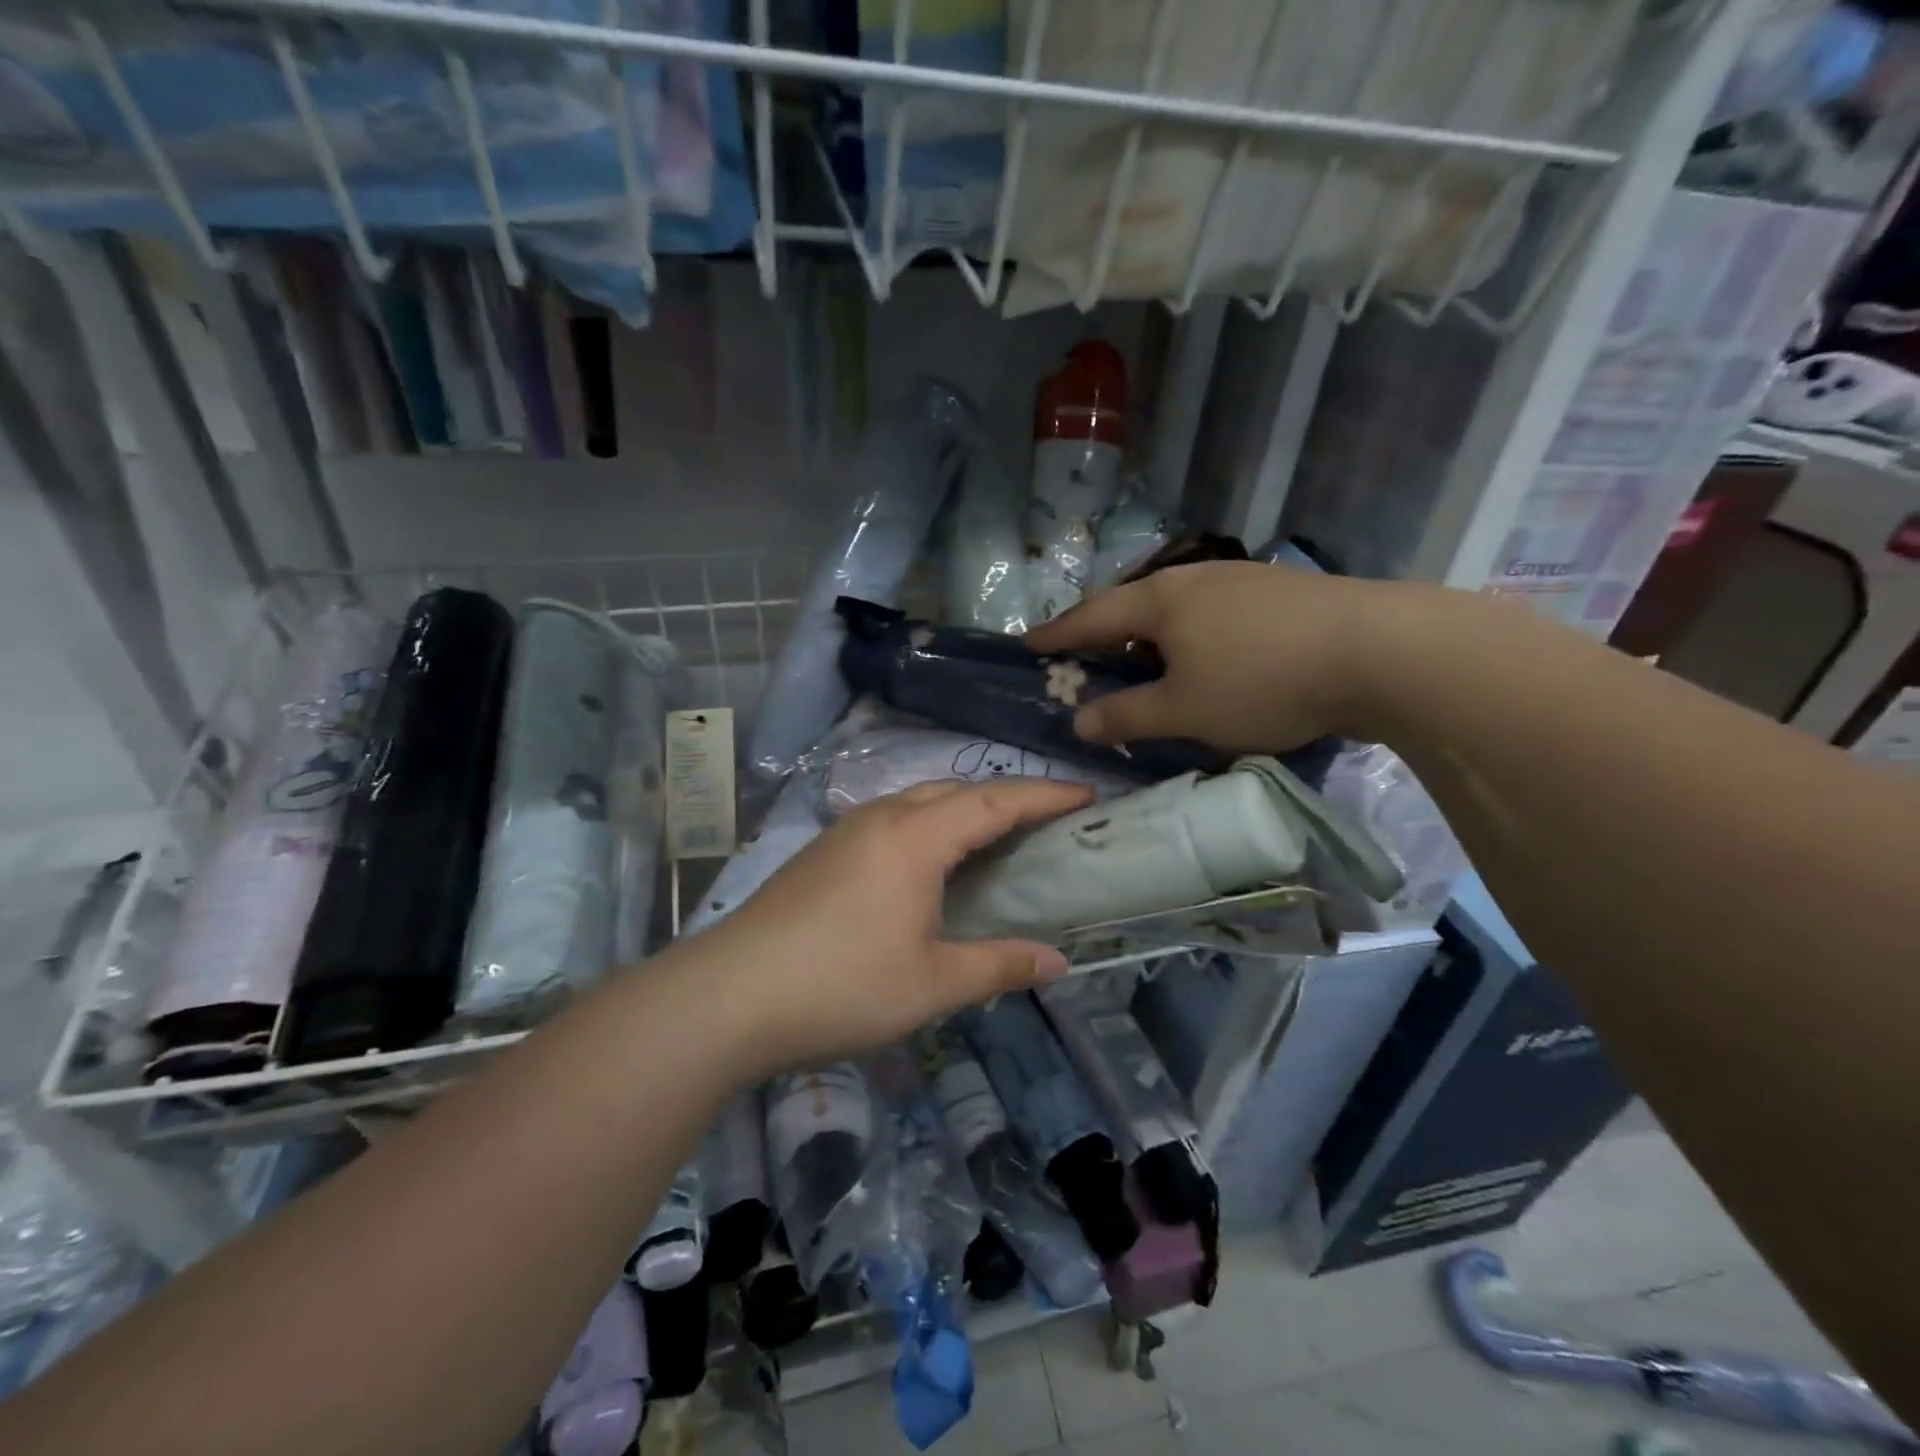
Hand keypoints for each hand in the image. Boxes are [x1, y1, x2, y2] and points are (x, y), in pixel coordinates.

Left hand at [693, 779, 1092, 1075]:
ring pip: (917, 801)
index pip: (995, 801)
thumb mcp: (933, 983)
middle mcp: (882, 818)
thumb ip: (999, 964)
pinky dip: (927, 826)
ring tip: (993, 837)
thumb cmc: (843, 986)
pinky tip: (927, 863)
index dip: (1045, 795)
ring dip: (962, 809)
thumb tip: (1057, 962)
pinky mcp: (822, 852)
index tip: (1087, 793)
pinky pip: (891, 820)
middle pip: (956, 790)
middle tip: (1045, 820)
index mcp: (916, 837)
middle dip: (1006, 797)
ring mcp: (845, 832)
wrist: (728, 996)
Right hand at [1024, 561, 1389, 752]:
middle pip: (1133, 605)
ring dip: (1150, 635)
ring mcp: (1240, 581)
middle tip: (1084, 655)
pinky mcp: (1278, 594)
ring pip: (1176, 608)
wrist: (1378, 650)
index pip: (1092, 617)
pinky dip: (1190, 637)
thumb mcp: (1184, 710)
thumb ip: (1126, 716)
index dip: (1057, 634)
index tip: (1027, 643)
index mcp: (1160, 601)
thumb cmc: (1261, 680)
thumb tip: (1078, 722)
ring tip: (1143, 661)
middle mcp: (1194, 579)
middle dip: (1104, 632)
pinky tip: (1206, 657)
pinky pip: (1212, 614)